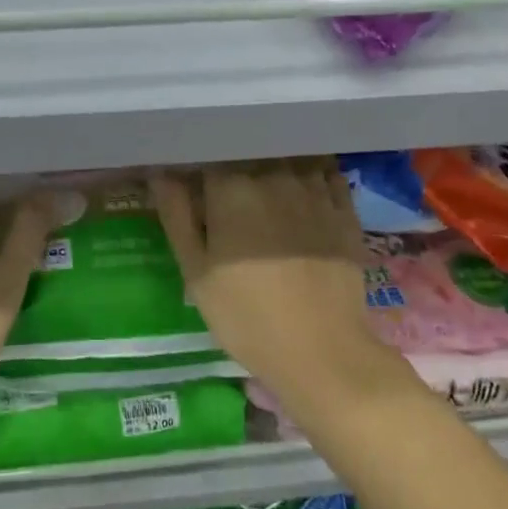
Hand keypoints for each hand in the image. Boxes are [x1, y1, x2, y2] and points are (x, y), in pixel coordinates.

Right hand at [151, 160, 369, 386]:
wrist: (322, 352)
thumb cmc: (246, 316)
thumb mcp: (196, 272)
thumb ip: (177, 216)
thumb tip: (161, 174)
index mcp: (231, 188)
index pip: (208, 159)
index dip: (200, 173)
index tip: (197, 191)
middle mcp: (274, 176)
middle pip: (250, 156)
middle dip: (237, 169)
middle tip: (231, 199)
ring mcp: (315, 191)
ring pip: (288, 160)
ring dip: (275, 168)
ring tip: (268, 193)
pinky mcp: (346, 210)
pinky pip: (326, 175)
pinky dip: (313, 176)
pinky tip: (306, 193)